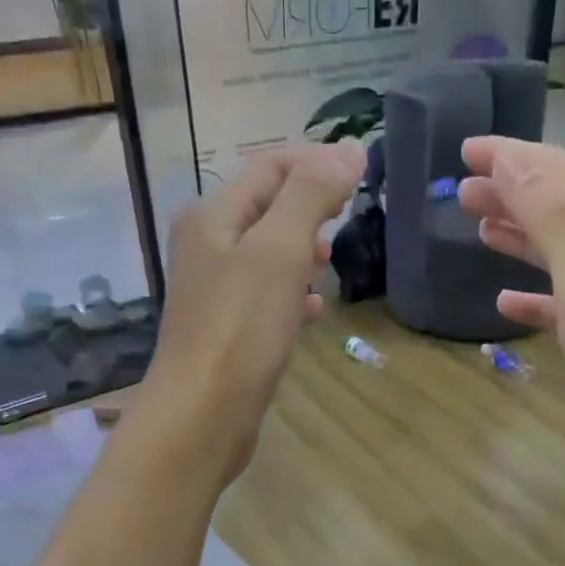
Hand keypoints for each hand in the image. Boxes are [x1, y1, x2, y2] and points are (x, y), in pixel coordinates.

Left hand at [138, 143, 364, 484]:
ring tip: (333, 261)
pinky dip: (292, 292)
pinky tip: (314, 310)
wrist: (203, 415)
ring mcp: (214, 290)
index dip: (315, 161)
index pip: (268, 166)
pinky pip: (265, 295)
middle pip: (266, 207)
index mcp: (212, 215)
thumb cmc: (241, 328)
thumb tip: (348, 151)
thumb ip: (311, 195)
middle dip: (309, 205)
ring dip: (302, 248)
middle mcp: (206, 245)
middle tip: (350, 216)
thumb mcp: (279, 250)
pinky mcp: (226, 329)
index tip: (362, 173)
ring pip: (266, 253)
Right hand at [461, 135, 564, 487]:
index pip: (563, 172)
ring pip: (562, 249)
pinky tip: (506, 302)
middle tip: (462, 189)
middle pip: (562, 205)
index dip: (514, 156)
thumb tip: (512, 161)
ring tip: (478, 226)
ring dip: (520, 233)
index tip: (465, 148)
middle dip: (512, 190)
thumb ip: (552, 217)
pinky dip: (534, 292)